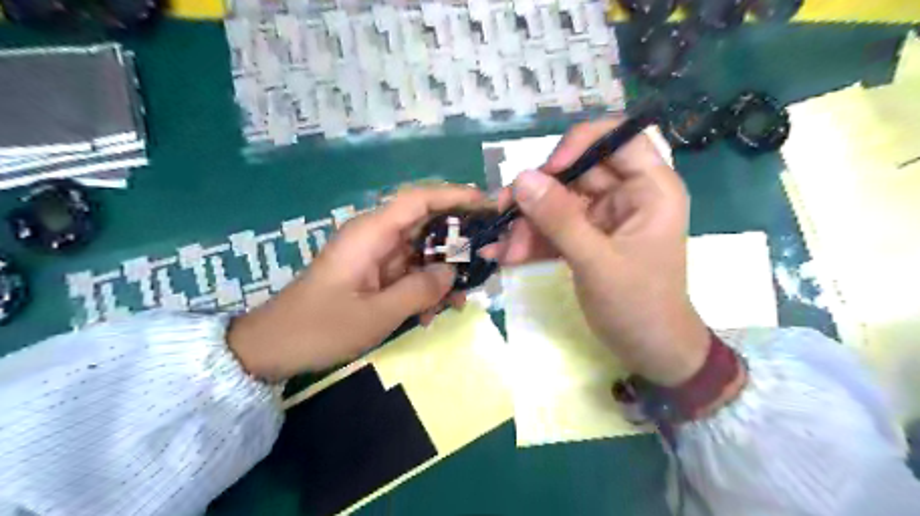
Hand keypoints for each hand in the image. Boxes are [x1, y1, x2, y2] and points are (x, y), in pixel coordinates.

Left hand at [228, 186, 480, 378]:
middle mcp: (375, 237)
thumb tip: (452, 272)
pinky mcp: (374, 274)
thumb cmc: (319, 328)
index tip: (487, 204)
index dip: (455, 196)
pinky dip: (425, 288)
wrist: (274, 347)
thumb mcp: (375, 314)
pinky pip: (409, 272)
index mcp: (371, 234)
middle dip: (457, 240)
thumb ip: (419, 290)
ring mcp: (375, 256)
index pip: (419, 199)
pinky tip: (433, 313)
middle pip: (425, 223)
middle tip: (487, 257)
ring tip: (461, 299)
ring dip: (443, 272)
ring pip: (421, 251)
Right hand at [484, 120, 706, 384]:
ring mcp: (603, 218)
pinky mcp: (586, 238)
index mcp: (650, 189)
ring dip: (527, 224)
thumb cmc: (638, 306)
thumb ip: (559, 219)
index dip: (580, 144)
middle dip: (538, 195)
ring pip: (558, 202)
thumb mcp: (597, 262)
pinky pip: (554, 228)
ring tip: (504, 249)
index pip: (618, 138)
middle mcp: (627, 195)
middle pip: (576, 172)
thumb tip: (521, 178)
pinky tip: (504, 255)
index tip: (548, 170)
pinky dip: (530, 241)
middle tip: (505, 214)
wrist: (649, 352)